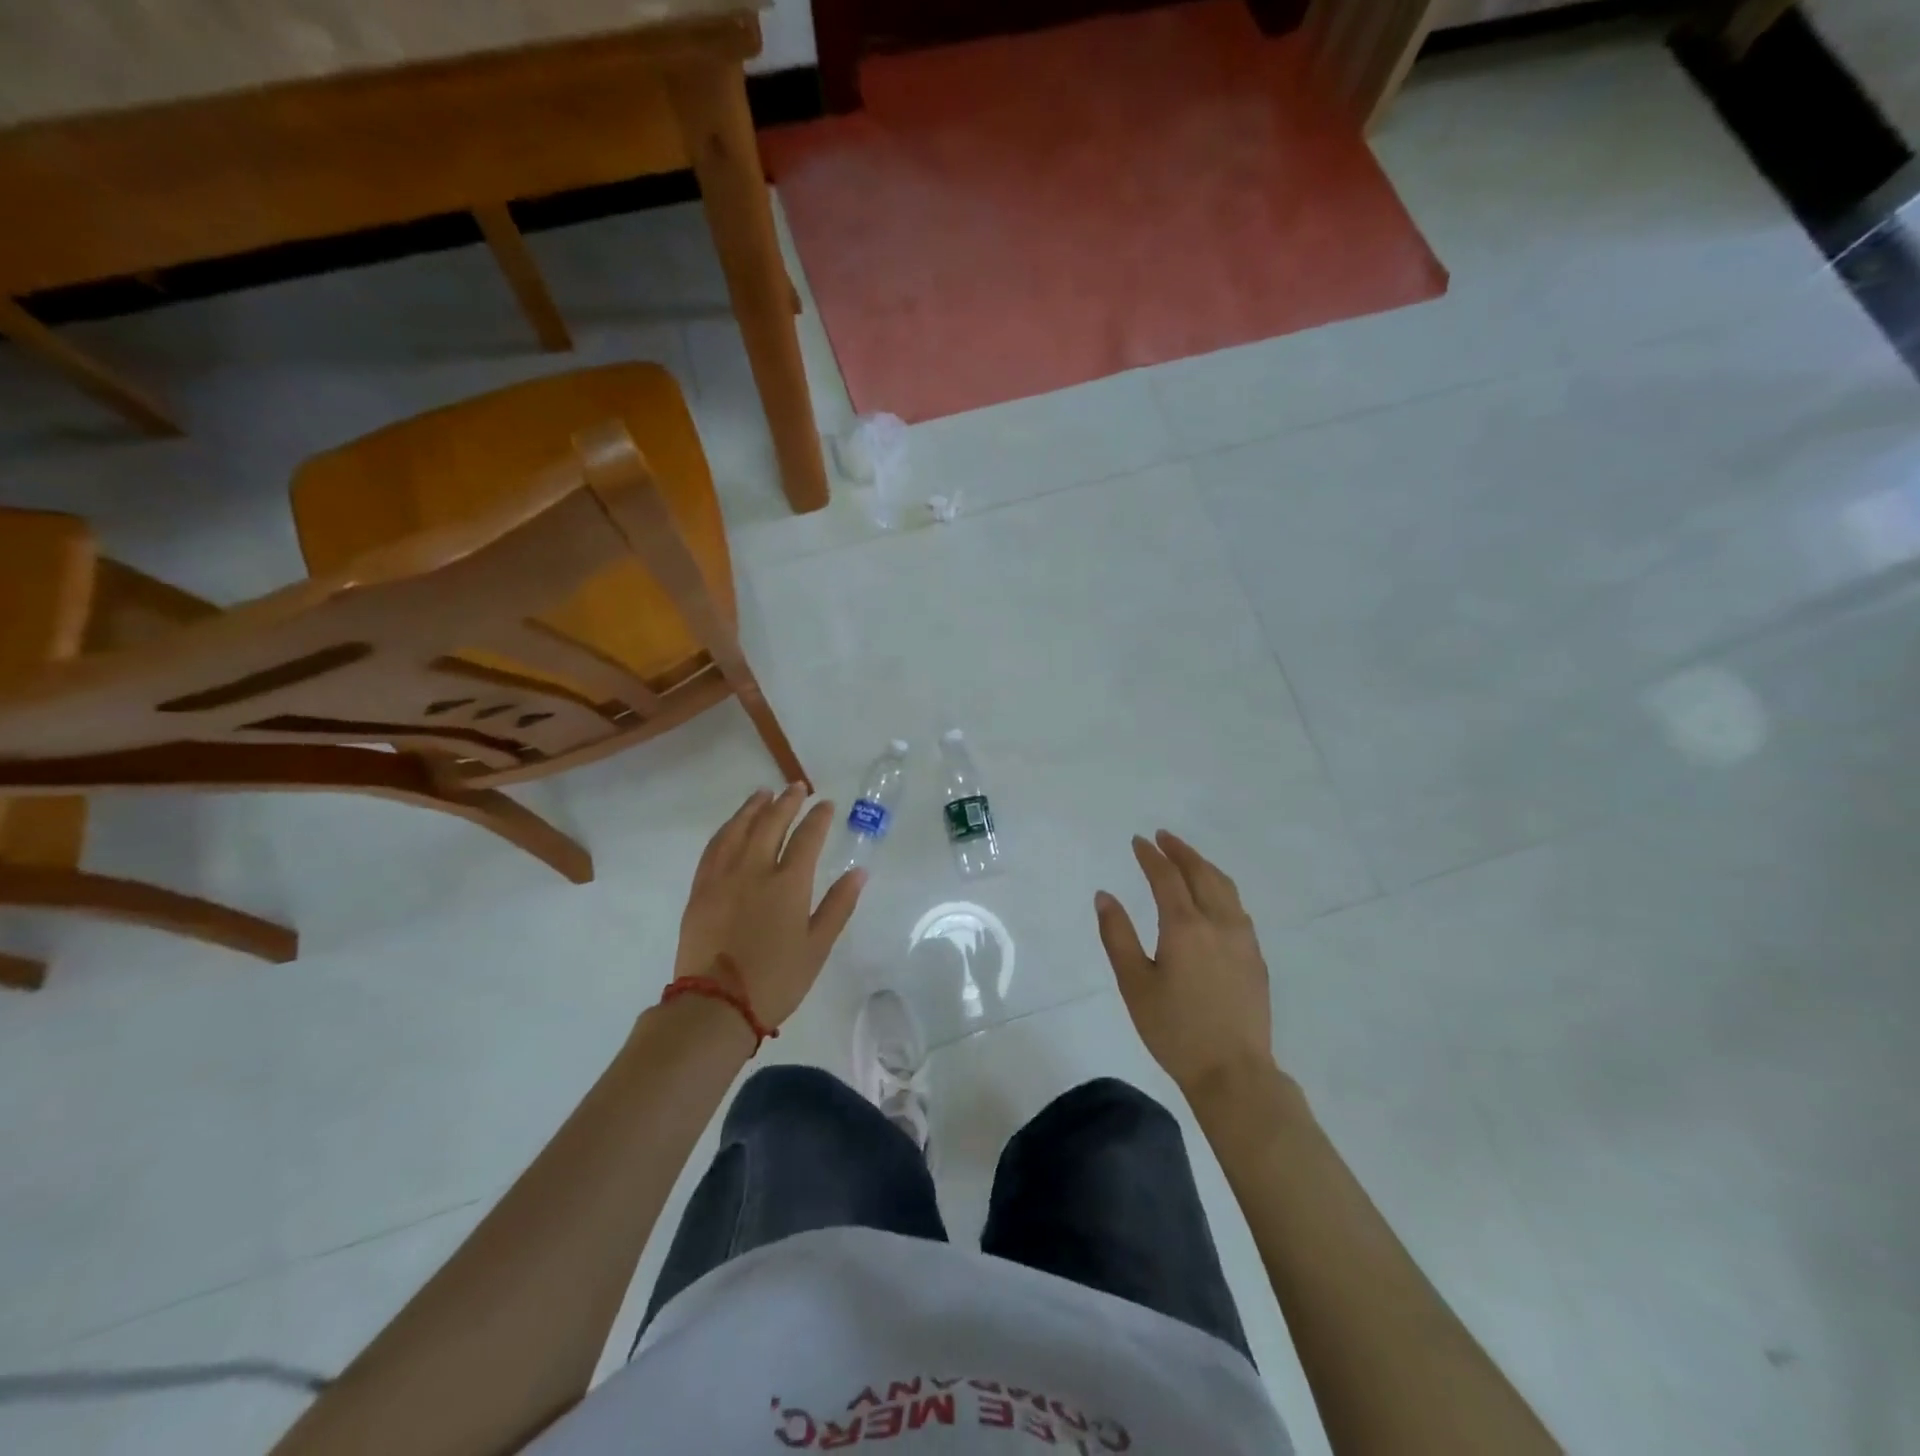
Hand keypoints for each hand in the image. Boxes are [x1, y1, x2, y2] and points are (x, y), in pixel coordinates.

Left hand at [674, 785, 865, 1028]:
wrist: (715, 1005)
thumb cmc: (776, 980)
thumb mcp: (817, 947)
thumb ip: (838, 905)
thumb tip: (859, 872)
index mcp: (788, 884)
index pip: (807, 838)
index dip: (818, 818)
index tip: (826, 804)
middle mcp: (754, 870)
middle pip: (771, 824)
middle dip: (786, 802)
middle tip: (796, 787)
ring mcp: (723, 877)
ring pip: (738, 829)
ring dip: (753, 808)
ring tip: (763, 794)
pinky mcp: (700, 890)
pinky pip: (713, 848)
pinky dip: (726, 830)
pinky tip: (732, 826)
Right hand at [1095, 831, 1276, 1101]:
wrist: (1233, 1072)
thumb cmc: (1174, 1029)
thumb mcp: (1134, 984)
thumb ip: (1117, 935)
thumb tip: (1105, 896)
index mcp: (1185, 926)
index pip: (1166, 877)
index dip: (1151, 856)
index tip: (1138, 841)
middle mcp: (1218, 923)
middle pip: (1201, 873)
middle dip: (1180, 851)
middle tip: (1163, 837)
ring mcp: (1243, 939)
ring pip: (1225, 887)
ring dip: (1204, 866)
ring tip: (1187, 859)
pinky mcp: (1255, 957)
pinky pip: (1237, 907)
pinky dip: (1221, 888)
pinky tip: (1214, 898)